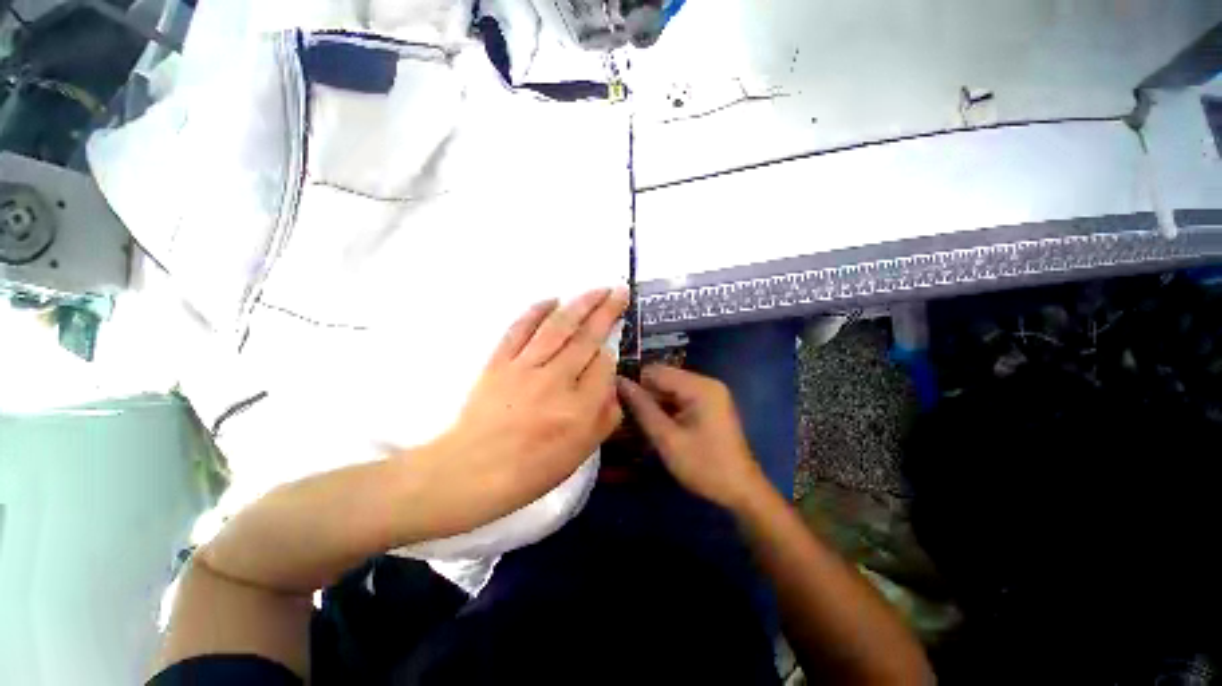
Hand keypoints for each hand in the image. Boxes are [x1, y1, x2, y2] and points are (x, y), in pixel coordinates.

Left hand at [415, 288, 627, 534]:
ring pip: (559, 326)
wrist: (470, 472)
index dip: (611, 354)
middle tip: (619, 291)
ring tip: (598, 289)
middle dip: (607, 311)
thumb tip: (611, 384)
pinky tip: (552, 299)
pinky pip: (520, 329)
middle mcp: (556, 380)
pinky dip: (536, 311)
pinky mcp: (499, 361)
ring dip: (581, 303)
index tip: (608, 354)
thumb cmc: (530, 471)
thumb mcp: (579, 455)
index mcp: (578, 409)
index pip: (604, 365)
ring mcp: (525, 367)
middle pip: (587, 337)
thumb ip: (604, 418)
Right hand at [617, 365, 767, 508]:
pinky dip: (667, 406)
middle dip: (645, 393)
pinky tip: (657, 422)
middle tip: (627, 414)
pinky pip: (681, 396)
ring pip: (671, 387)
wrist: (740, 490)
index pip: (656, 371)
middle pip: (664, 377)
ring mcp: (711, 392)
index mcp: (699, 387)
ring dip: (655, 401)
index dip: (634, 382)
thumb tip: (620, 382)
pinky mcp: (711, 402)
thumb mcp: (667, 438)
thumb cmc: (703, 466)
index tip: (616, 399)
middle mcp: (706, 382)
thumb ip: (642, 408)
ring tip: (638, 419)